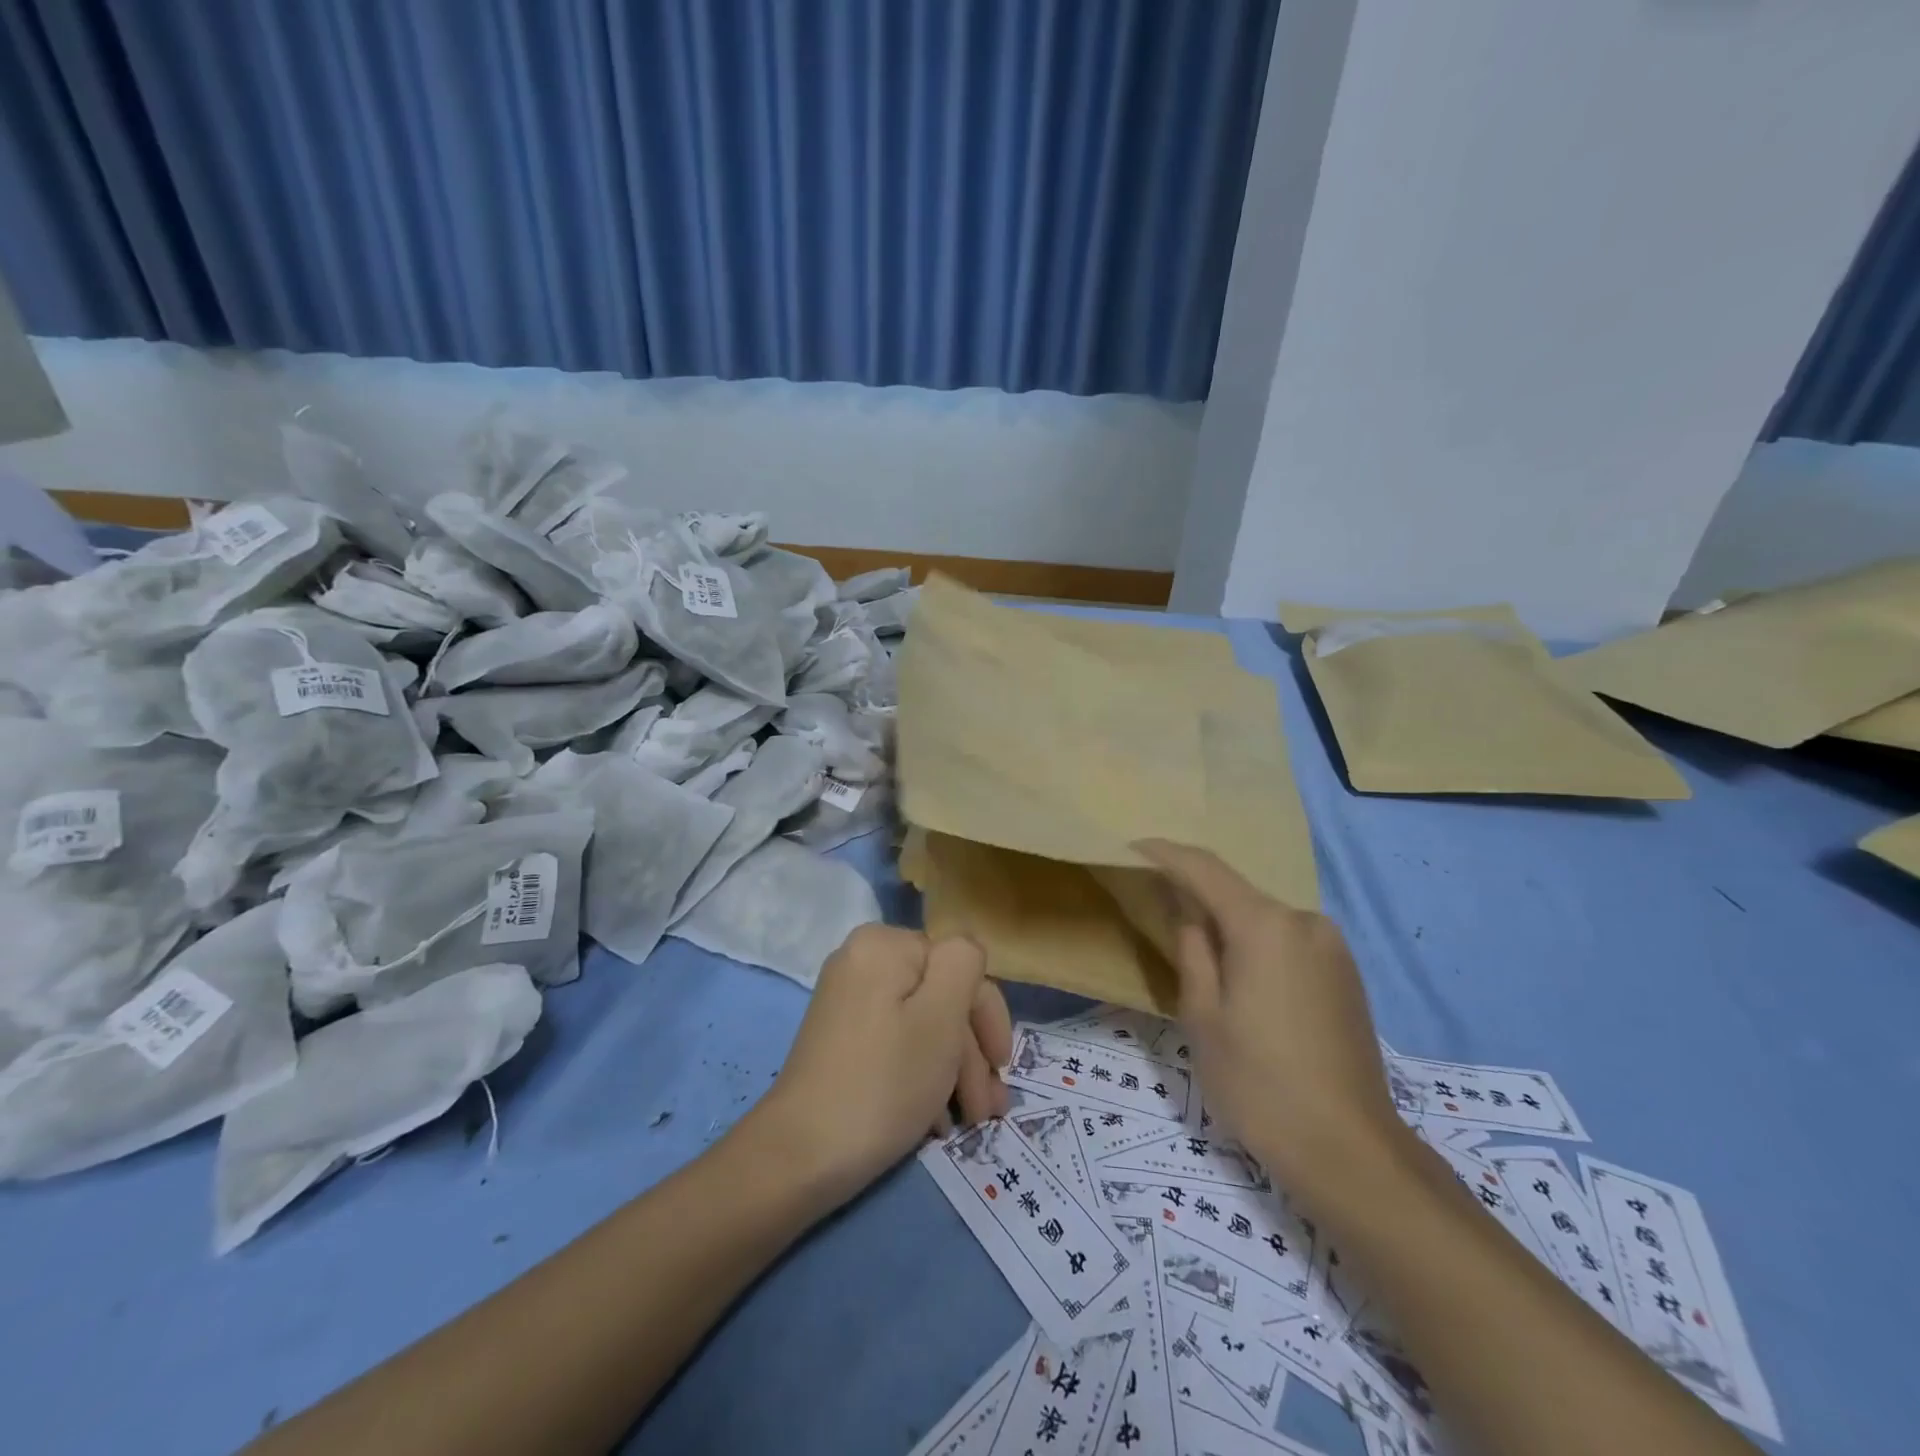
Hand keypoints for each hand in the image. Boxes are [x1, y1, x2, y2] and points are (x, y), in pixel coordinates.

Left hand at [751, 925, 1012, 1202]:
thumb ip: (964, 964)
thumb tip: (968, 952)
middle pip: (941, 995)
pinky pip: (897, 1041)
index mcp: (885, 945)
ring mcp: (850, 1000)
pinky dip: (922, 1074)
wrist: (799, 1156)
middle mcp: (864, 961)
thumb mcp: (940, 1017)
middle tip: (989, 1108)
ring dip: (953, 1070)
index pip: (960, 965)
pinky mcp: (843, 1037)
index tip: (1001, 1069)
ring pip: (923, 1023)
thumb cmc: (883, 1082)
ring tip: (971, 1120)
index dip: (986, 1016)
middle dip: (971, 1052)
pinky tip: (936, 1120)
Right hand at [1137, 841, 1404, 1203]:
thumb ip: (1192, 948)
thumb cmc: (1257, 1082)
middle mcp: (1304, 921)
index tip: (1132, 845)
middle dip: (1196, 896)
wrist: (1349, 1150)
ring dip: (1229, 925)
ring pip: (1264, 919)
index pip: (1204, 869)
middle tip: (1158, 912)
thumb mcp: (1202, 1014)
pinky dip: (1258, 945)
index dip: (1165, 854)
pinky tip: (1244, 981)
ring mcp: (1333, 947)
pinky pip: (1288, 941)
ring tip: (1199, 958)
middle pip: (1237, 894)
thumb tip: (1187, 907)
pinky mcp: (1347, 974)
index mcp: (1265, 925)